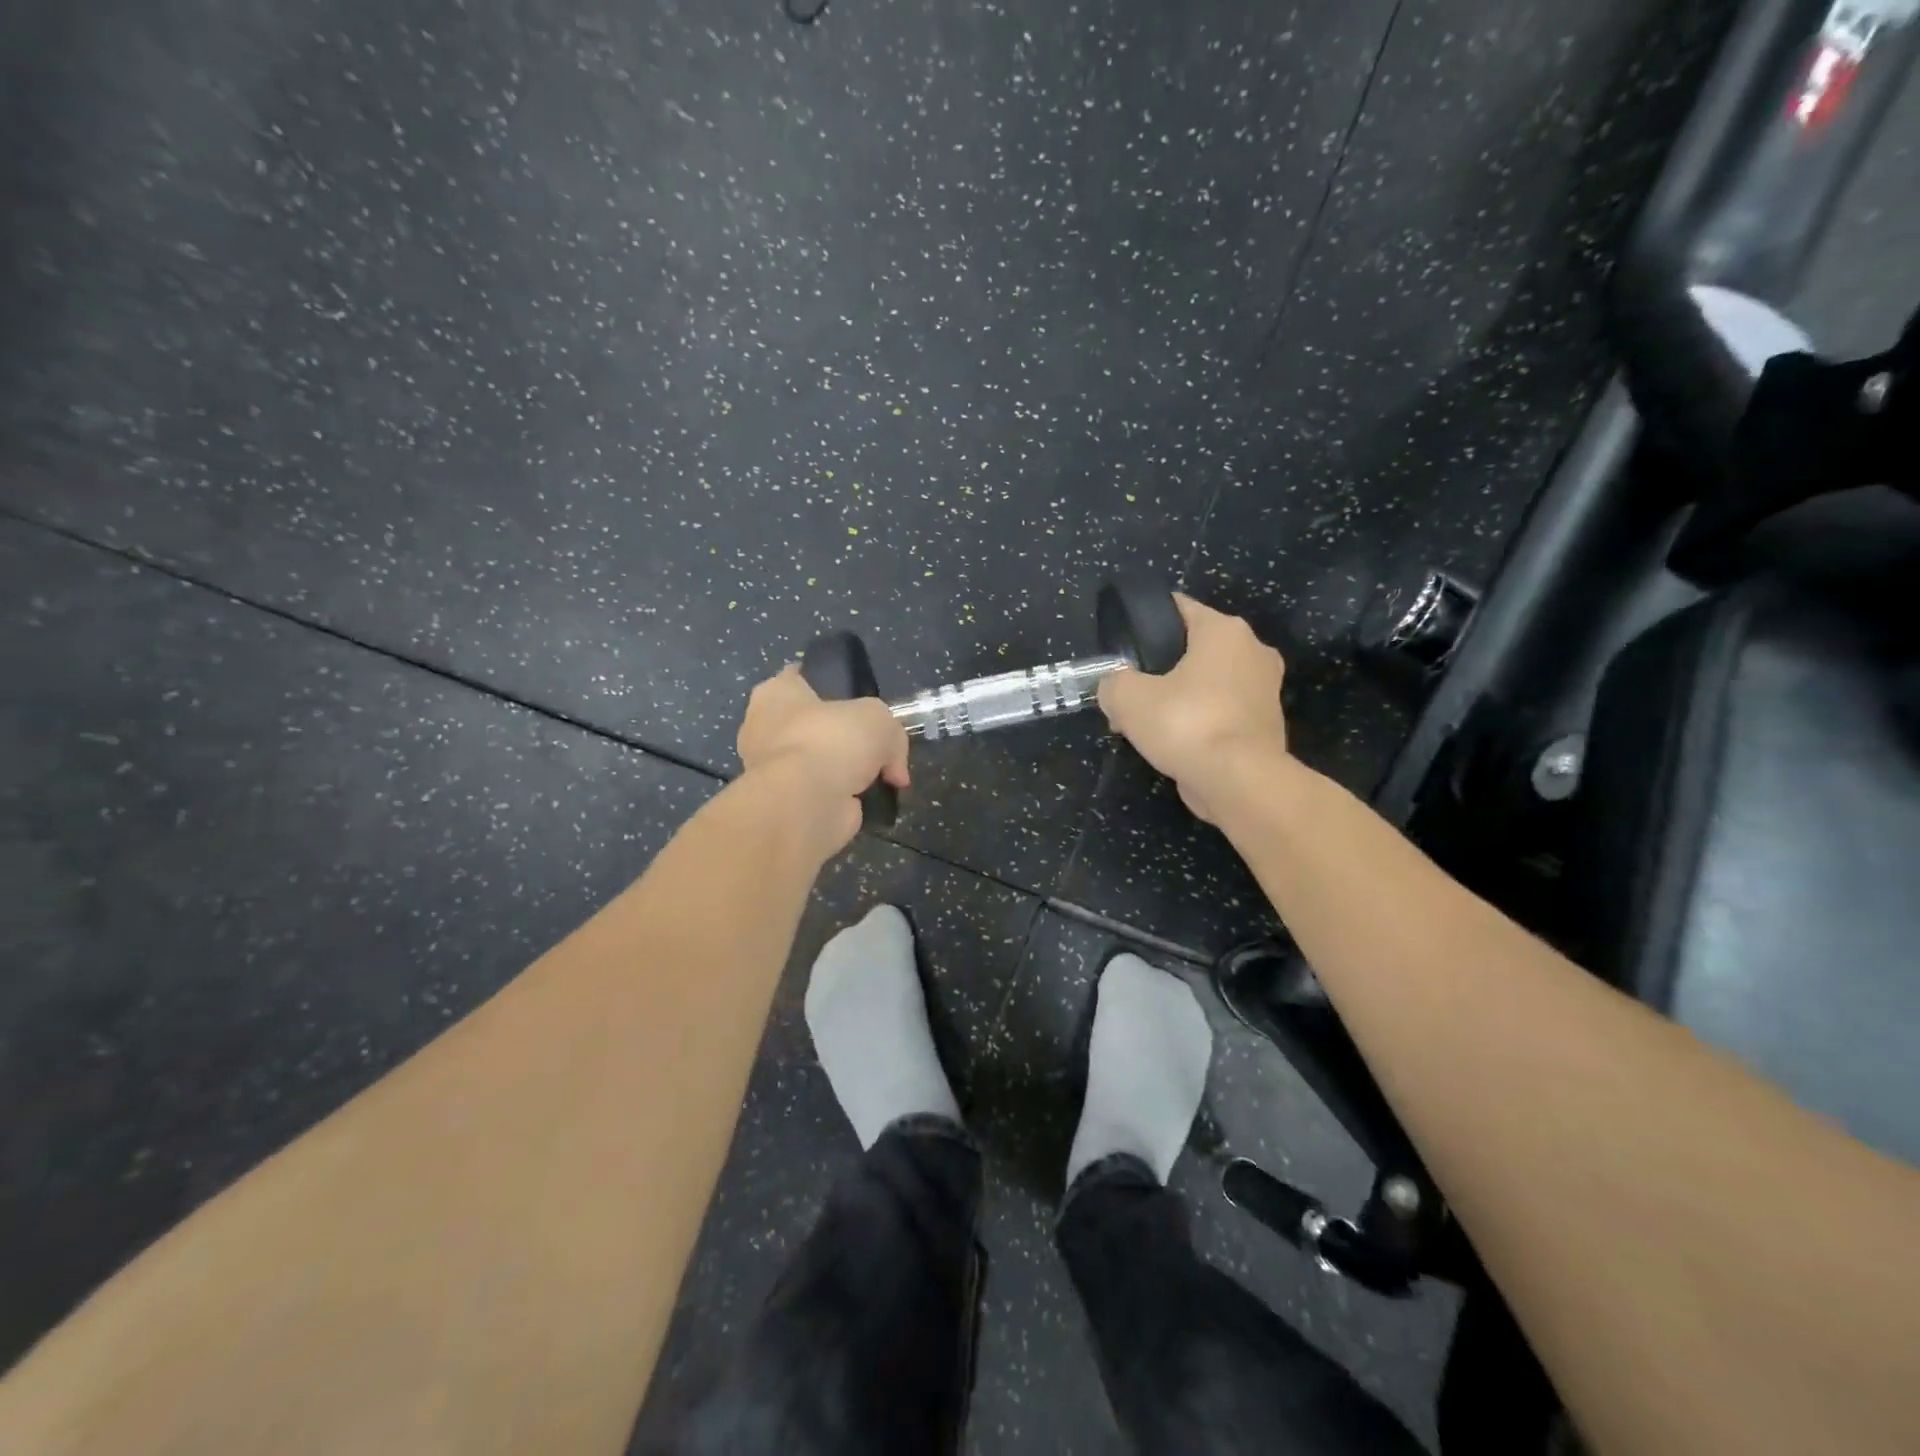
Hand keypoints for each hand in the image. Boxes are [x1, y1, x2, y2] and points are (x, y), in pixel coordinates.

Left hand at [736, 665, 910, 854]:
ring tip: (880, 777)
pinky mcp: (784, 803)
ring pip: (819, 762)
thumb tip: (894, 771)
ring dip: (845, 772)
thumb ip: (893, 736)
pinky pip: (820, 794)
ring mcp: (772, 769)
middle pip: (814, 725)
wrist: (806, 803)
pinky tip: (867, 802)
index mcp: (775, 693)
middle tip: (875, 744)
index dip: (831, 685)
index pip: (801, 678)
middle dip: (843, 737)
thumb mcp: (880, 719)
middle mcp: (765, 728)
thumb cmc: (832, 740)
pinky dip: (842, 799)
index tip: (858, 699)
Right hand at [1097, 595, 1286, 822]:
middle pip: (1195, 650)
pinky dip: (1201, 723)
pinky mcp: (1267, 725)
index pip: (1179, 608)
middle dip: (1162, 669)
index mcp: (1225, 630)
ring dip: (1182, 698)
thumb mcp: (1127, 698)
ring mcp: (1266, 690)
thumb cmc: (1186, 724)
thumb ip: (1112, 683)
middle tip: (1132, 692)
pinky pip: (1223, 713)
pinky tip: (1175, 743)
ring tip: (1147, 723)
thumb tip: (1114, 687)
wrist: (1240, 781)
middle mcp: (1254, 651)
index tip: (1124, 646)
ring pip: (1210, 684)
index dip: (1147, 623)